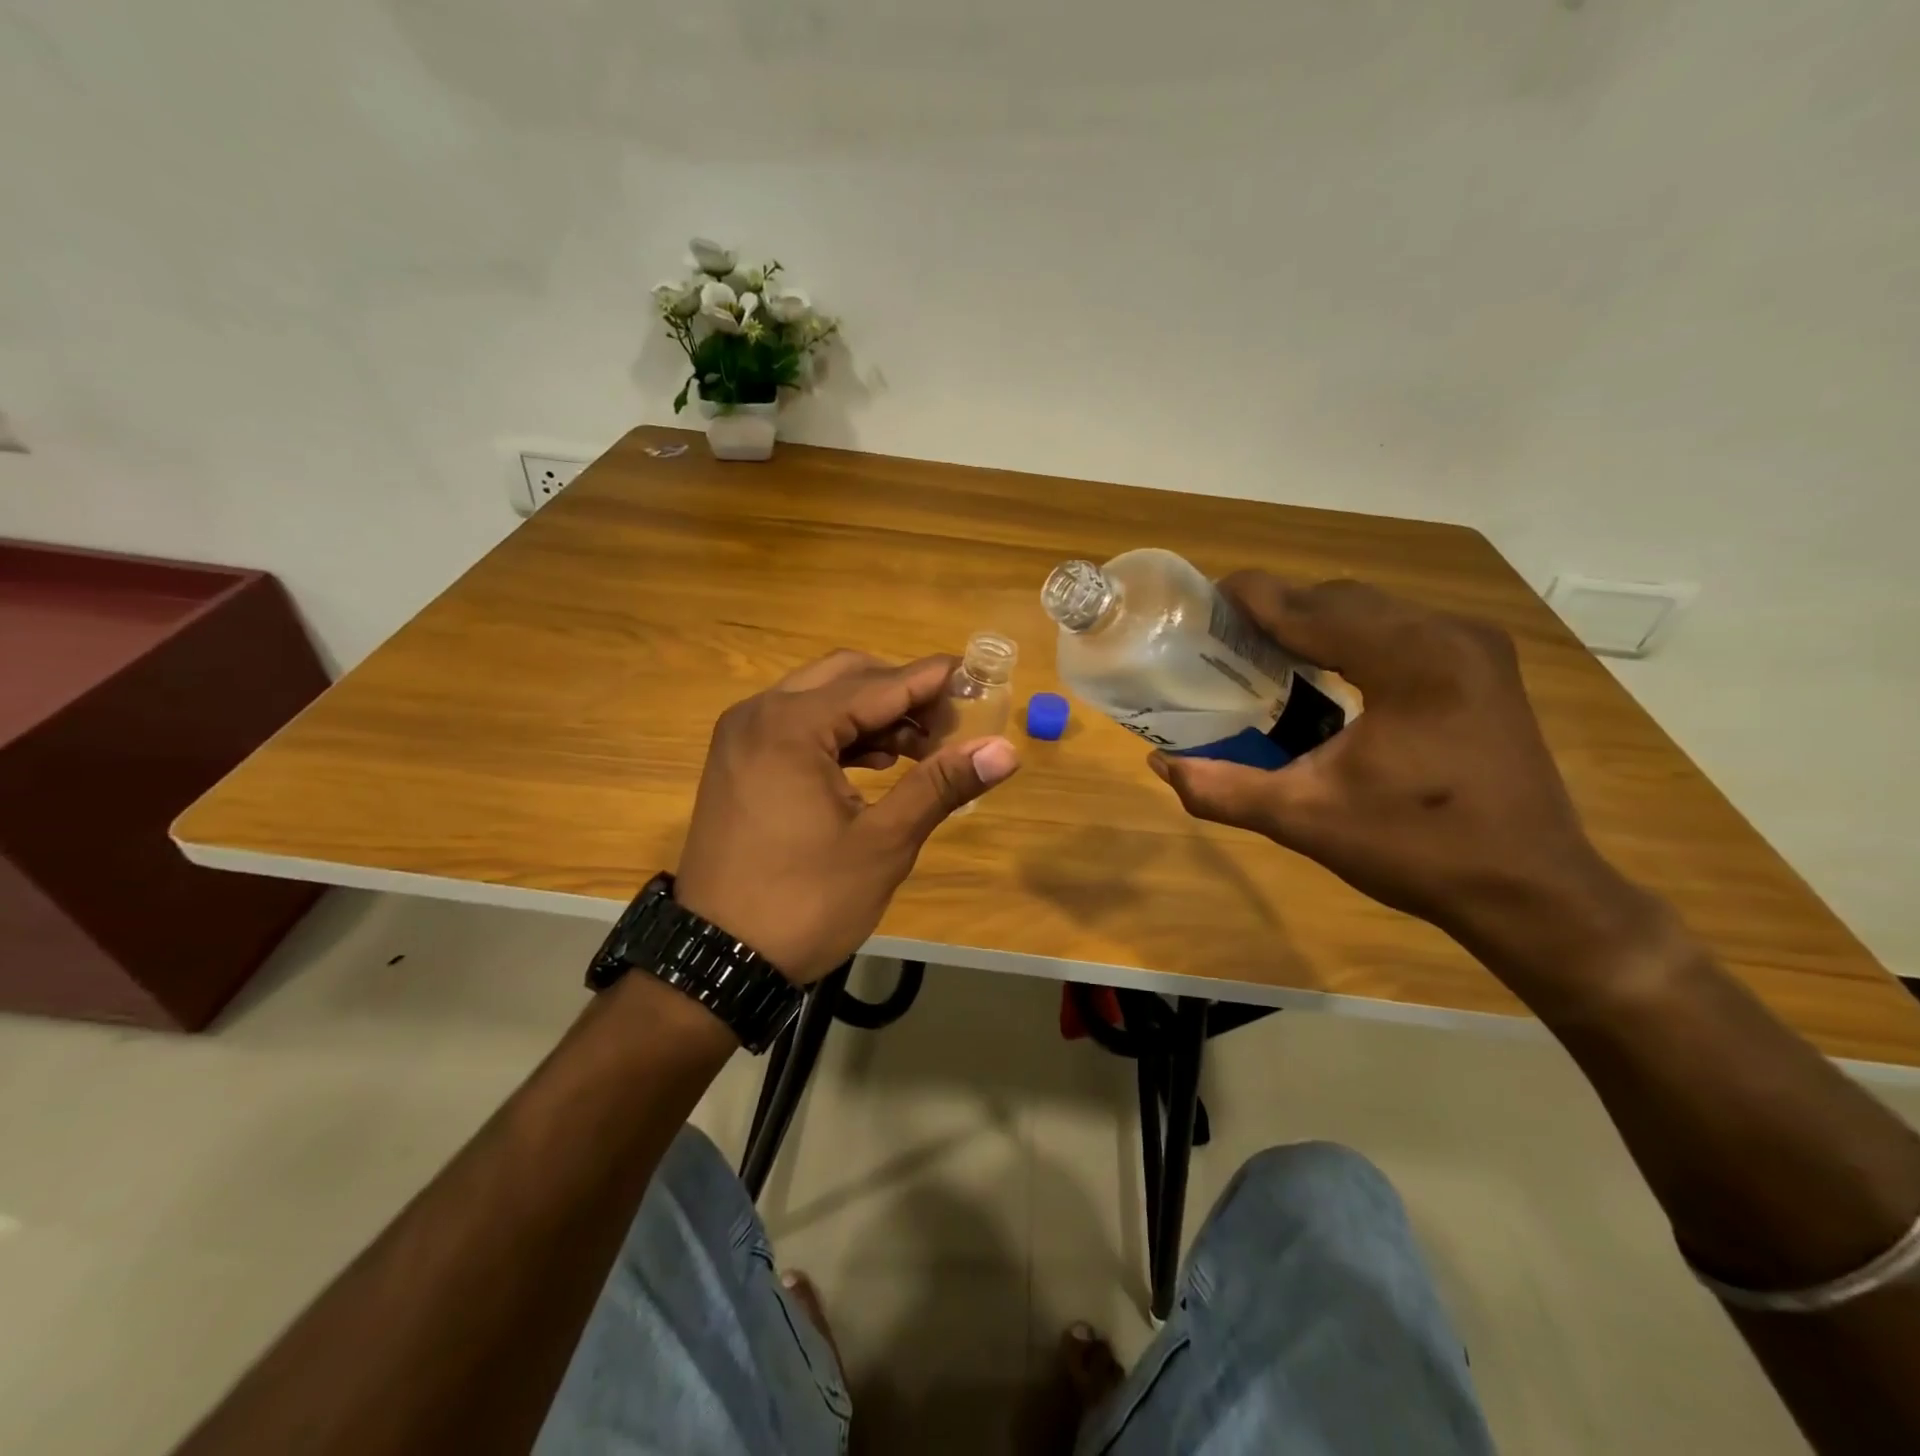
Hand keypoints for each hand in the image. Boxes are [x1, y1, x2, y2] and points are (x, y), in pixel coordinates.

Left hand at [673, 650, 1019, 982]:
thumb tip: (1004, 751)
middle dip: (903, 694)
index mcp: (791, 726)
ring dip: (874, 714)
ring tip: (921, 750)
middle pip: (847, 677)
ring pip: (821, 699)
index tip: (980, 677)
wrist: (718, 961)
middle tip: (950, 725)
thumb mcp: (883, 843)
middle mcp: (759, 714)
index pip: (879, 684)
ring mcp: (741, 737)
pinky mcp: (738, 761)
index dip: (934, 680)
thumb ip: (940, 785)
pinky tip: (875, 763)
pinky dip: (840, 734)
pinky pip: (797, 726)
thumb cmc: (805, 902)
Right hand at [1149, 574, 1659, 983]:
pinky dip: (1351, 636)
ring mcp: (1474, 647)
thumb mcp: (1304, 819)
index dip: (1252, 598)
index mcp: (1410, 661)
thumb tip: (1159, 763)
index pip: (1311, 608)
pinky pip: (1400, 629)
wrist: (1531, 890)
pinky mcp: (1483, 667)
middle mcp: (1448, 635)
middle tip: (1224, 634)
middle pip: (1340, 599)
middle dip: (1279, 608)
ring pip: (1372, 610)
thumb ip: (1223, 789)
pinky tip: (1323, 669)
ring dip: (1315, 621)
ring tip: (1263, 648)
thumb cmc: (1416, 850)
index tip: (1203, 599)